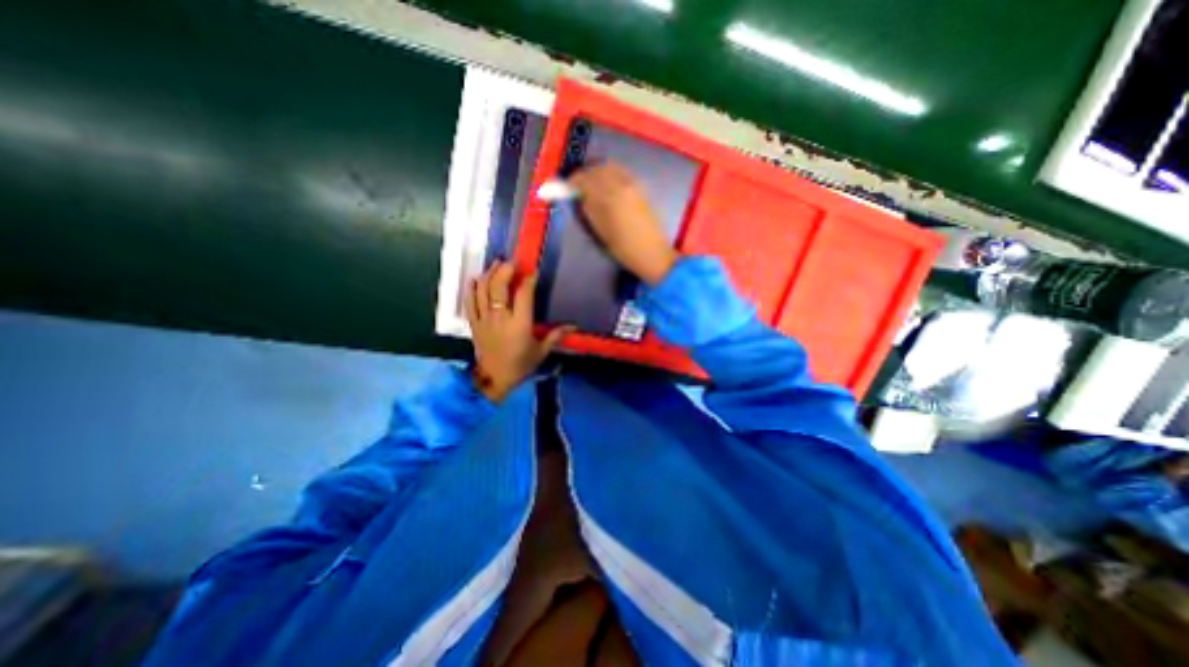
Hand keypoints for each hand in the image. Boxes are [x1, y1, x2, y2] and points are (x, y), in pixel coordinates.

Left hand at [464, 264, 575, 404]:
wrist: (494, 379)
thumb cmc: (520, 365)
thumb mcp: (541, 351)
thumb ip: (556, 336)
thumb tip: (574, 326)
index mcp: (520, 324)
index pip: (523, 294)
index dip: (528, 280)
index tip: (533, 272)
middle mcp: (500, 318)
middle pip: (499, 287)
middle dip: (505, 270)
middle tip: (512, 261)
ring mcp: (484, 319)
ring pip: (483, 290)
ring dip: (489, 274)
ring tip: (496, 264)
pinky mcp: (474, 323)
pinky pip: (469, 302)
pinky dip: (471, 288)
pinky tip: (475, 278)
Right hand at [566, 165, 678, 286]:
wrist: (652, 253)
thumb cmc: (624, 248)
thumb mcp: (601, 232)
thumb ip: (590, 210)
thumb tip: (580, 197)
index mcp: (609, 197)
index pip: (586, 179)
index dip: (573, 181)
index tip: (567, 187)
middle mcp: (621, 185)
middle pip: (598, 169)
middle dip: (585, 174)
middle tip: (577, 186)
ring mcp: (633, 185)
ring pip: (610, 168)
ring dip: (597, 172)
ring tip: (591, 185)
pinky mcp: (641, 188)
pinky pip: (621, 172)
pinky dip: (610, 173)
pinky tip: (607, 185)